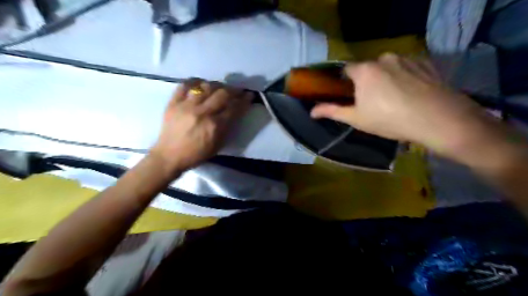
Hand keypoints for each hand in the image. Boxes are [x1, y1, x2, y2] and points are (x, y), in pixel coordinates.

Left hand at [150, 80, 252, 174]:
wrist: (169, 156)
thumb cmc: (197, 154)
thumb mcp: (218, 145)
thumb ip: (228, 128)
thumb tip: (235, 112)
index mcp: (215, 126)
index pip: (234, 108)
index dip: (244, 100)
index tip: (249, 95)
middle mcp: (202, 112)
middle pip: (222, 94)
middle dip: (234, 90)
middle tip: (238, 90)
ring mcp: (186, 105)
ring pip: (206, 86)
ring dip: (217, 85)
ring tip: (220, 87)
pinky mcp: (173, 103)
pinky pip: (185, 85)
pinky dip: (195, 82)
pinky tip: (201, 84)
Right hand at [311, 54, 488, 157]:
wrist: (437, 119)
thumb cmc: (389, 120)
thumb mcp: (356, 118)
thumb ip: (332, 111)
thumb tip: (311, 111)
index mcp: (364, 70)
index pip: (346, 70)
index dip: (345, 83)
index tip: (350, 96)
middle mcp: (384, 58)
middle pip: (367, 68)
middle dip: (366, 82)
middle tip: (373, 102)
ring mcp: (406, 58)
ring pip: (387, 67)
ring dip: (385, 79)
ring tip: (394, 99)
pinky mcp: (425, 63)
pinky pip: (406, 67)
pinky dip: (403, 77)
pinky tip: (410, 94)